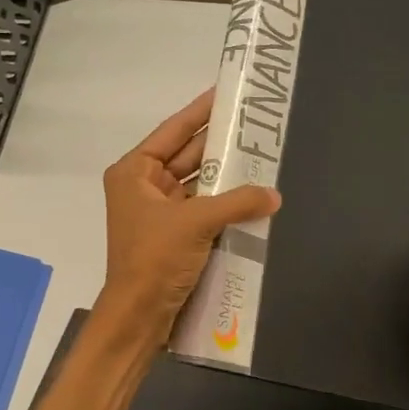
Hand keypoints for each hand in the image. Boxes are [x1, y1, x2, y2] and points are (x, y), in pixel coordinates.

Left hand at [97, 90, 280, 340]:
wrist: (138, 317)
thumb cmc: (155, 259)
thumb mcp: (196, 222)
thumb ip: (237, 202)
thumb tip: (274, 194)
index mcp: (134, 172)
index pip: (173, 131)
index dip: (200, 111)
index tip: (225, 92)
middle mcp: (144, 186)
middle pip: (188, 156)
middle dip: (220, 143)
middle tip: (255, 124)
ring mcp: (159, 212)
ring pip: (198, 184)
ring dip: (226, 176)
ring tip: (261, 155)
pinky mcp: (174, 236)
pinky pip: (203, 209)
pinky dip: (225, 203)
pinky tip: (253, 194)